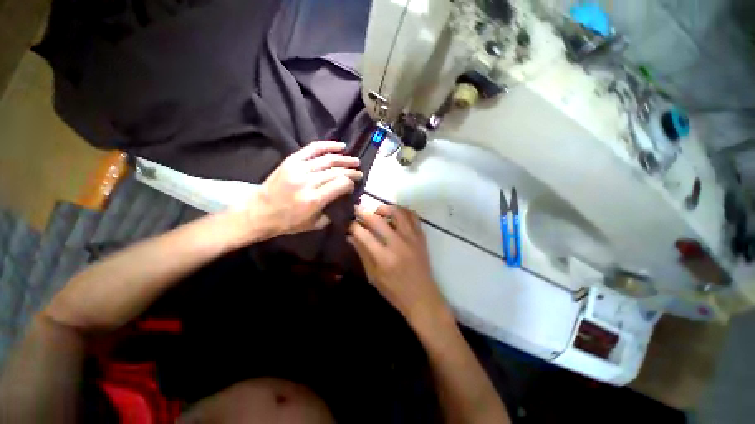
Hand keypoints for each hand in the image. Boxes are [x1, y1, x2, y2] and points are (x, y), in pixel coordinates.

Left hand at [247, 141, 362, 238]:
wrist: (259, 211)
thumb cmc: (288, 222)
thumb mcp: (314, 224)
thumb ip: (332, 211)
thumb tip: (344, 199)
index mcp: (314, 199)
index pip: (341, 184)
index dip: (350, 183)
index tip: (353, 185)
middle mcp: (308, 181)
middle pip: (336, 171)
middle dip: (351, 171)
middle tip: (359, 172)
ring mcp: (298, 168)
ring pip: (328, 159)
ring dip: (344, 159)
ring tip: (355, 160)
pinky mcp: (291, 161)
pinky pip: (313, 149)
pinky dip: (328, 146)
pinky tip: (340, 146)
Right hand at [348, 205, 449, 326]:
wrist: (422, 297)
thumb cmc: (394, 291)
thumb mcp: (373, 276)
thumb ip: (362, 254)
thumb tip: (351, 237)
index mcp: (384, 258)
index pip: (364, 235)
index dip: (353, 226)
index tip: (348, 222)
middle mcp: (398, 244)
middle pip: (378, 220)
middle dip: (364, 212)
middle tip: (357, 209)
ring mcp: (412, 238)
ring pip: (398, 212)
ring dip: (385, 208)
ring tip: (378, 212)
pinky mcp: (421, 237)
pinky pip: (413, 216)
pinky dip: (402, 211)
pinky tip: (395, 214)